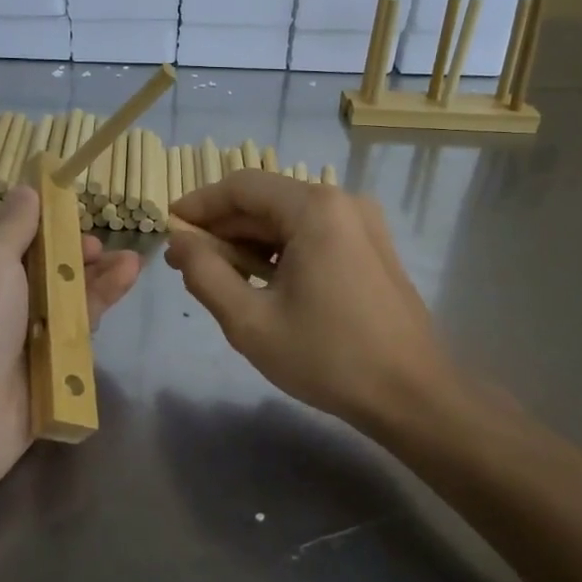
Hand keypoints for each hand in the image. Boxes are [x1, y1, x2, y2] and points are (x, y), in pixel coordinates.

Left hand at [0, 185, 141, 486]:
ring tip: (129, 260)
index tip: (68, 207)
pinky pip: (73, 323)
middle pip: (36, 263)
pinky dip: (98, 301)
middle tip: (95, 245)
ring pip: (60, 293)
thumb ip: (14, 223)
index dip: (35, 218)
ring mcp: (15, 332)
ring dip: (94, 274)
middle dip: (69, 250)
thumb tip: (26, 190)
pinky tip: (125, 279)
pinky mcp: (43, 360)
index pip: (0, 232)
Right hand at [165, 171, 457, 431]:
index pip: (241, 186)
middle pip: (267, 200)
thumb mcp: (250, 321)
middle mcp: (342, 201)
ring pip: (290, 218)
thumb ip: (205, 274)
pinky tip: (263, 282)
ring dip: (250, 241)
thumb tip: (179, 243)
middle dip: (223, 227)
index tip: (168, 226)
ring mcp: (363, 223)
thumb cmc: (328, 357)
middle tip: (186, 259)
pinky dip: (281, 250)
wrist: (413, 395)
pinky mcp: (373, 247)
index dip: (199, 204)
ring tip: (219, 275)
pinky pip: (314, 234)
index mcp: (314, 208)